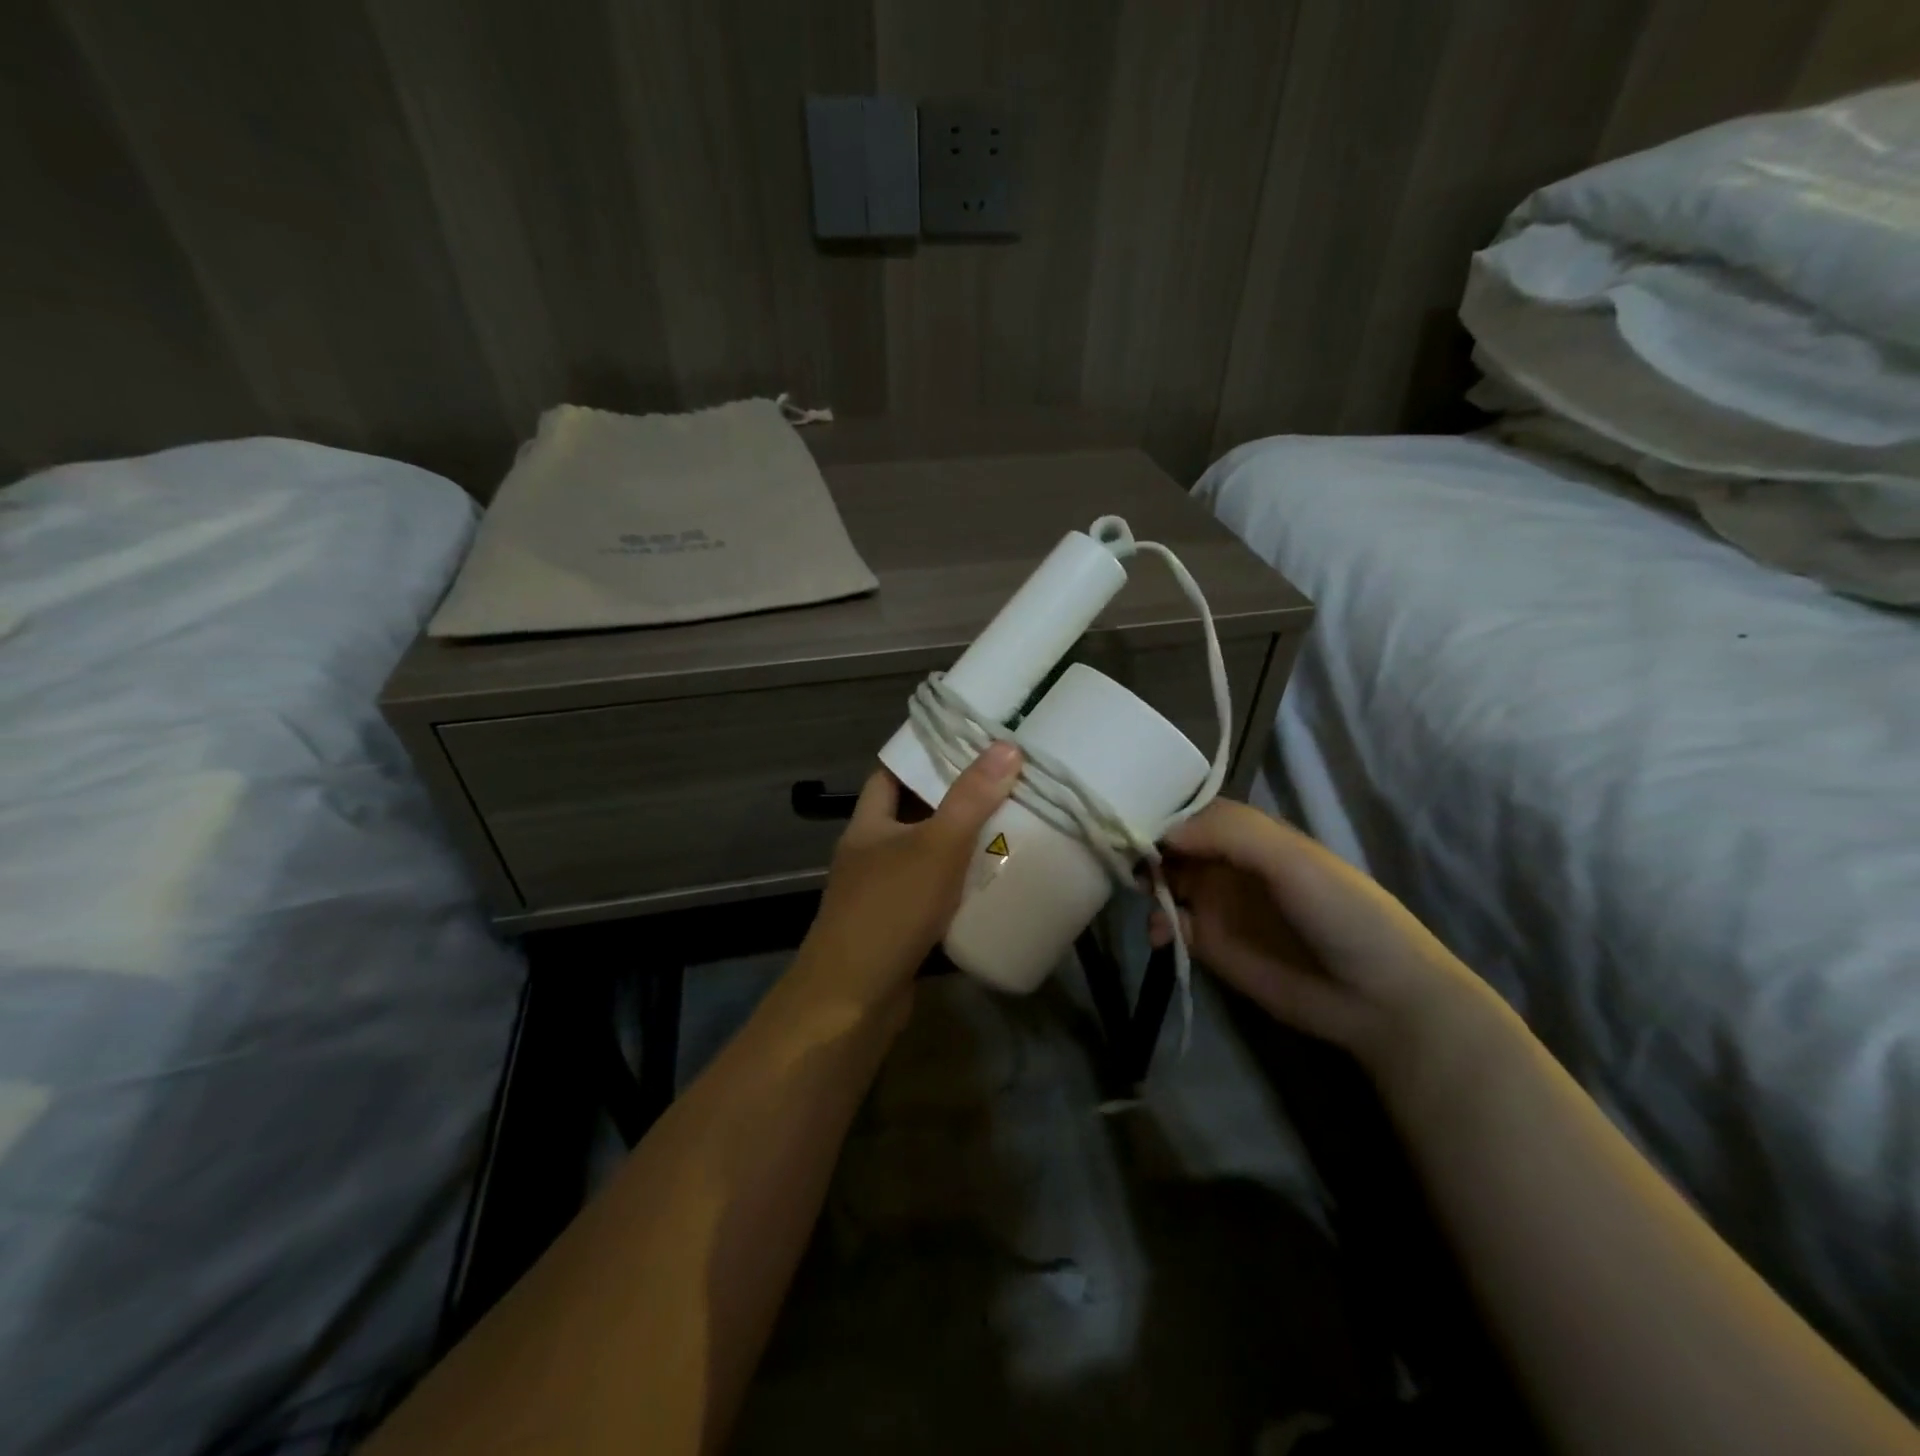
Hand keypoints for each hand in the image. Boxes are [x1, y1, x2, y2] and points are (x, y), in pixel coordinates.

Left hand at [797, 742, 1022, 1010]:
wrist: (852, 1000)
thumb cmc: (889, 910)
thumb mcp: (935, 846)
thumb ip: (970, 799)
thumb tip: (1006, 746)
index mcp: (868, 823)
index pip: (892, 772)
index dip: (924, 754)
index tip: (968, 742)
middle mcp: (871, 852)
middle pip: (914, 813)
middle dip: (954, 800)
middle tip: (1003, 783)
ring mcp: (883, 892)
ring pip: (927, 855)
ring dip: (960, 845)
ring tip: (1009, 824)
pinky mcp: (899, 927)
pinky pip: (935, 894)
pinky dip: (959, 886)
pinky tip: (993, 883)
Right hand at [1152, 800, 1500, 1074]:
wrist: (1377, 995)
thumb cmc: (1341, 912)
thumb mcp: (1291, 857)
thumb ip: (1228, 832)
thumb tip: (1163, 832)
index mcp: (1248, 835)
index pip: (1192, 811)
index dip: (1161, 811)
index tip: (1127, 817)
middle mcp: (1227, 863)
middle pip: (1172, 845)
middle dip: (1144, 846)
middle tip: (1118, 854)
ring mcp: (1217, 904)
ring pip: (1164, 882)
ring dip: (1145, 883)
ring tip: (1140, 893)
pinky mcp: (1211, 945)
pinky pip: (1171, 925)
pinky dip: (1157, 923)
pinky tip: (1160, 932)